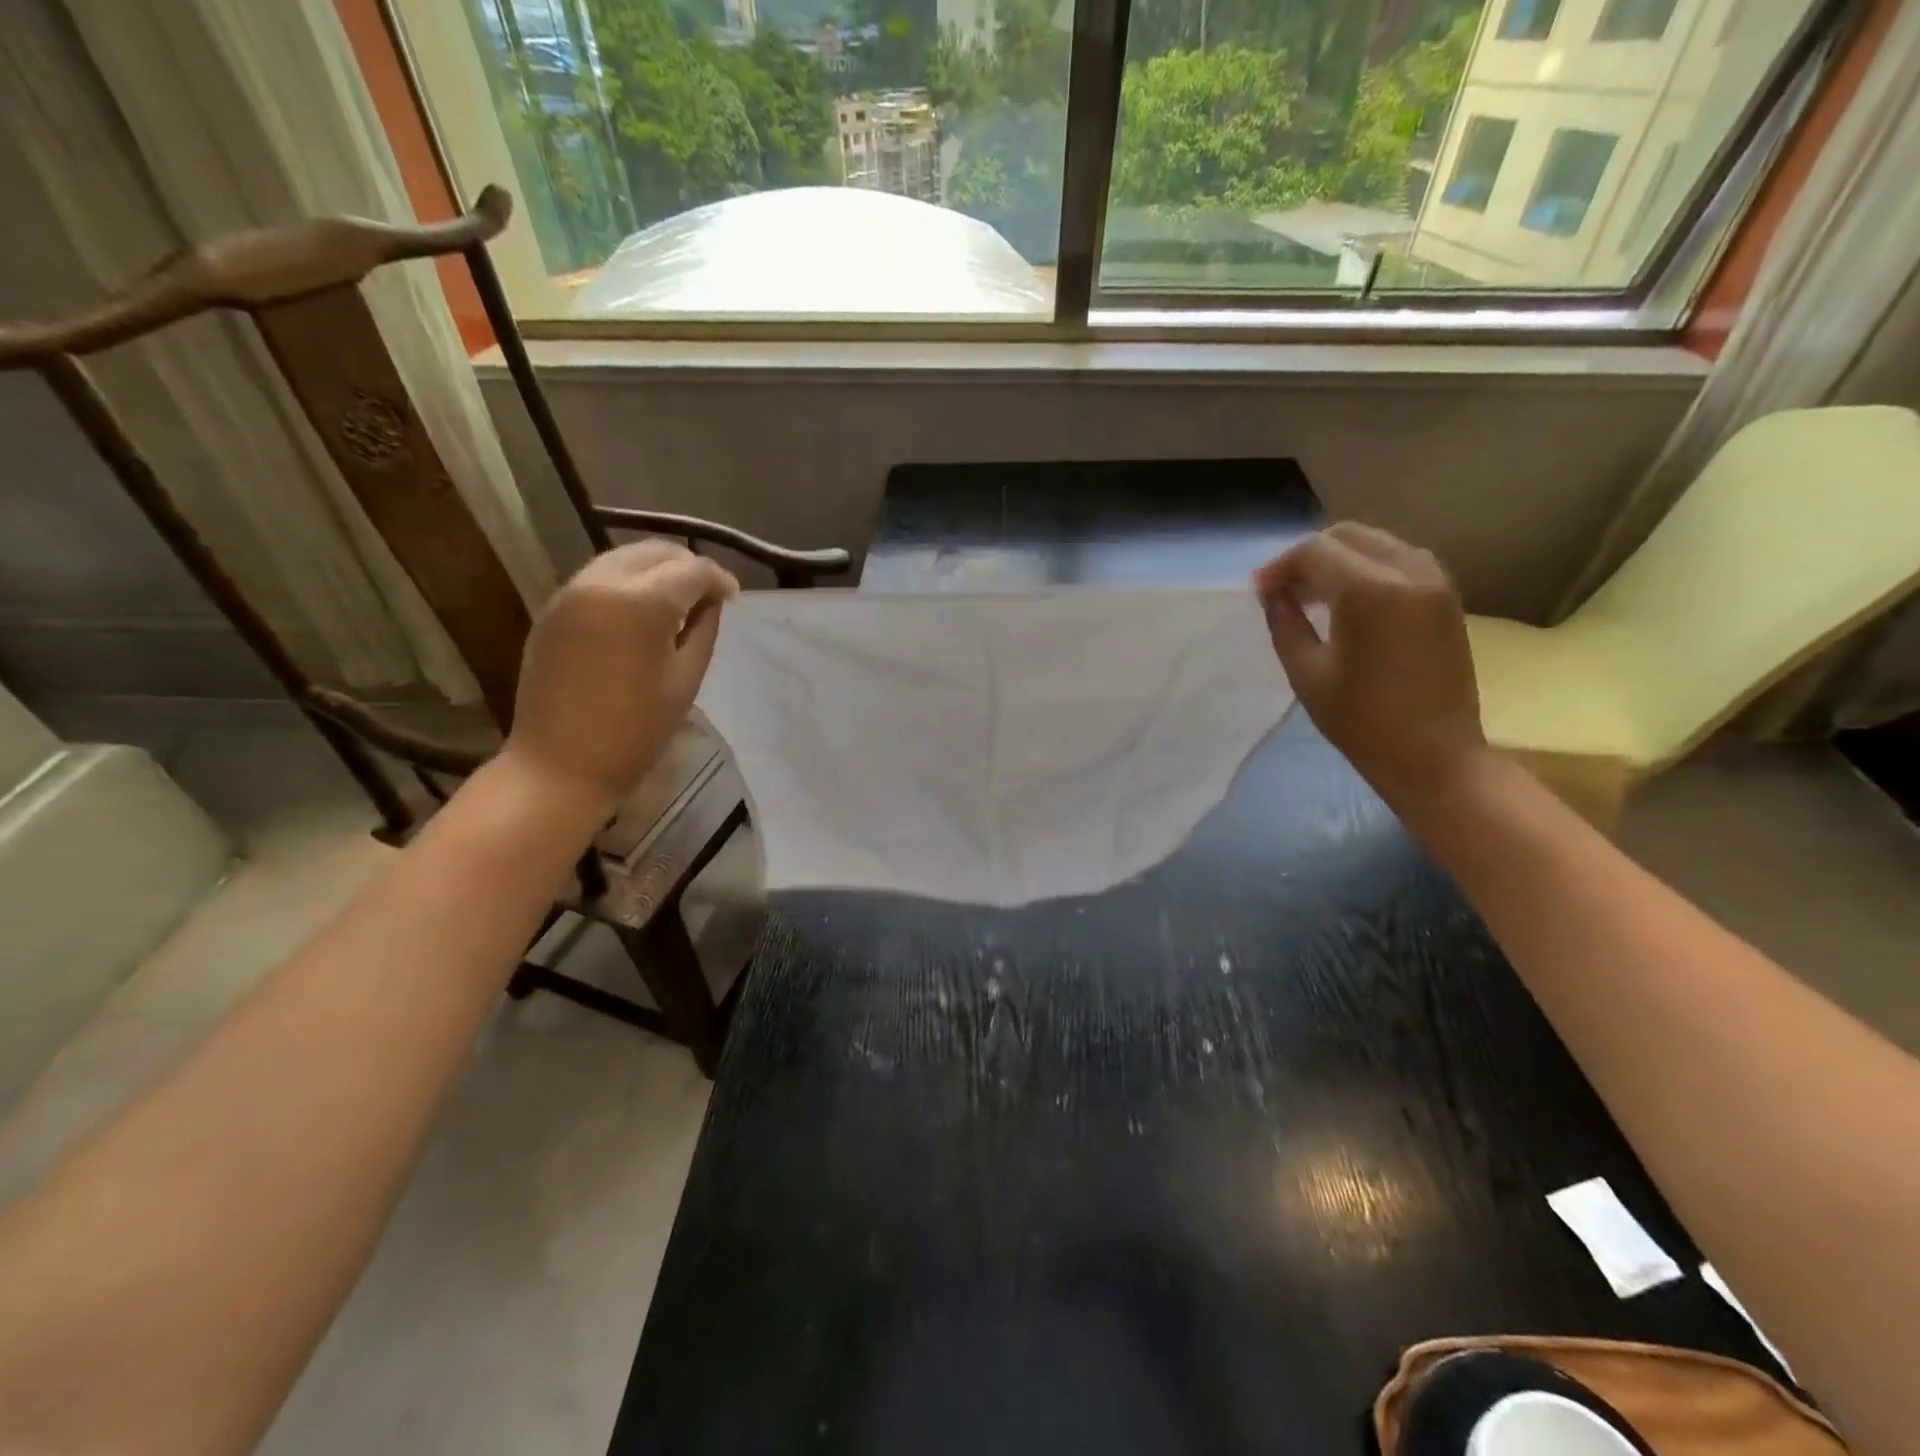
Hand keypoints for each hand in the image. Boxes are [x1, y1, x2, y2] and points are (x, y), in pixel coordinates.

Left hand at [505, 541, 738, 807]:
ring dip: (655, 570)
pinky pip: (598, 578)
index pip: (692, 570)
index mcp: (642, 603)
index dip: (719, 579)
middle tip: (708, 594)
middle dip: (687, 566)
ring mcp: (570, 593)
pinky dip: (626, 582)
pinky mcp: (553, 610)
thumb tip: (710, 602)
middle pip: (654, 551)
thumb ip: (703, 630)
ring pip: (623, 558)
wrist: (559, 765)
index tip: (734, 598)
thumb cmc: (635, 732)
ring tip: (676, 601)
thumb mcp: (685, 681)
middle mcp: (602, 584)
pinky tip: (640, 612)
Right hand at [1253, 523, 1487, 808]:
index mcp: (1369, 590)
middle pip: (1348, 536)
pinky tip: (1350, 600)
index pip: (1314, 552)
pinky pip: (1402, 560)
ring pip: (1377, 543)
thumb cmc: (1361, 721)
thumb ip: (1285, 622)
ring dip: (1340, 558)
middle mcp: (1408, 571)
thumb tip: (1272, 592)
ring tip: (1314, 595)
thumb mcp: (1306, 673)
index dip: (1280, 566)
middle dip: (1309, 556)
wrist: (1435, 756)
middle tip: (1283, 589)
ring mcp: (1435, 581)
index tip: (1259, 591)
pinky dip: (1370, 567)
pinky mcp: (1447, 597)